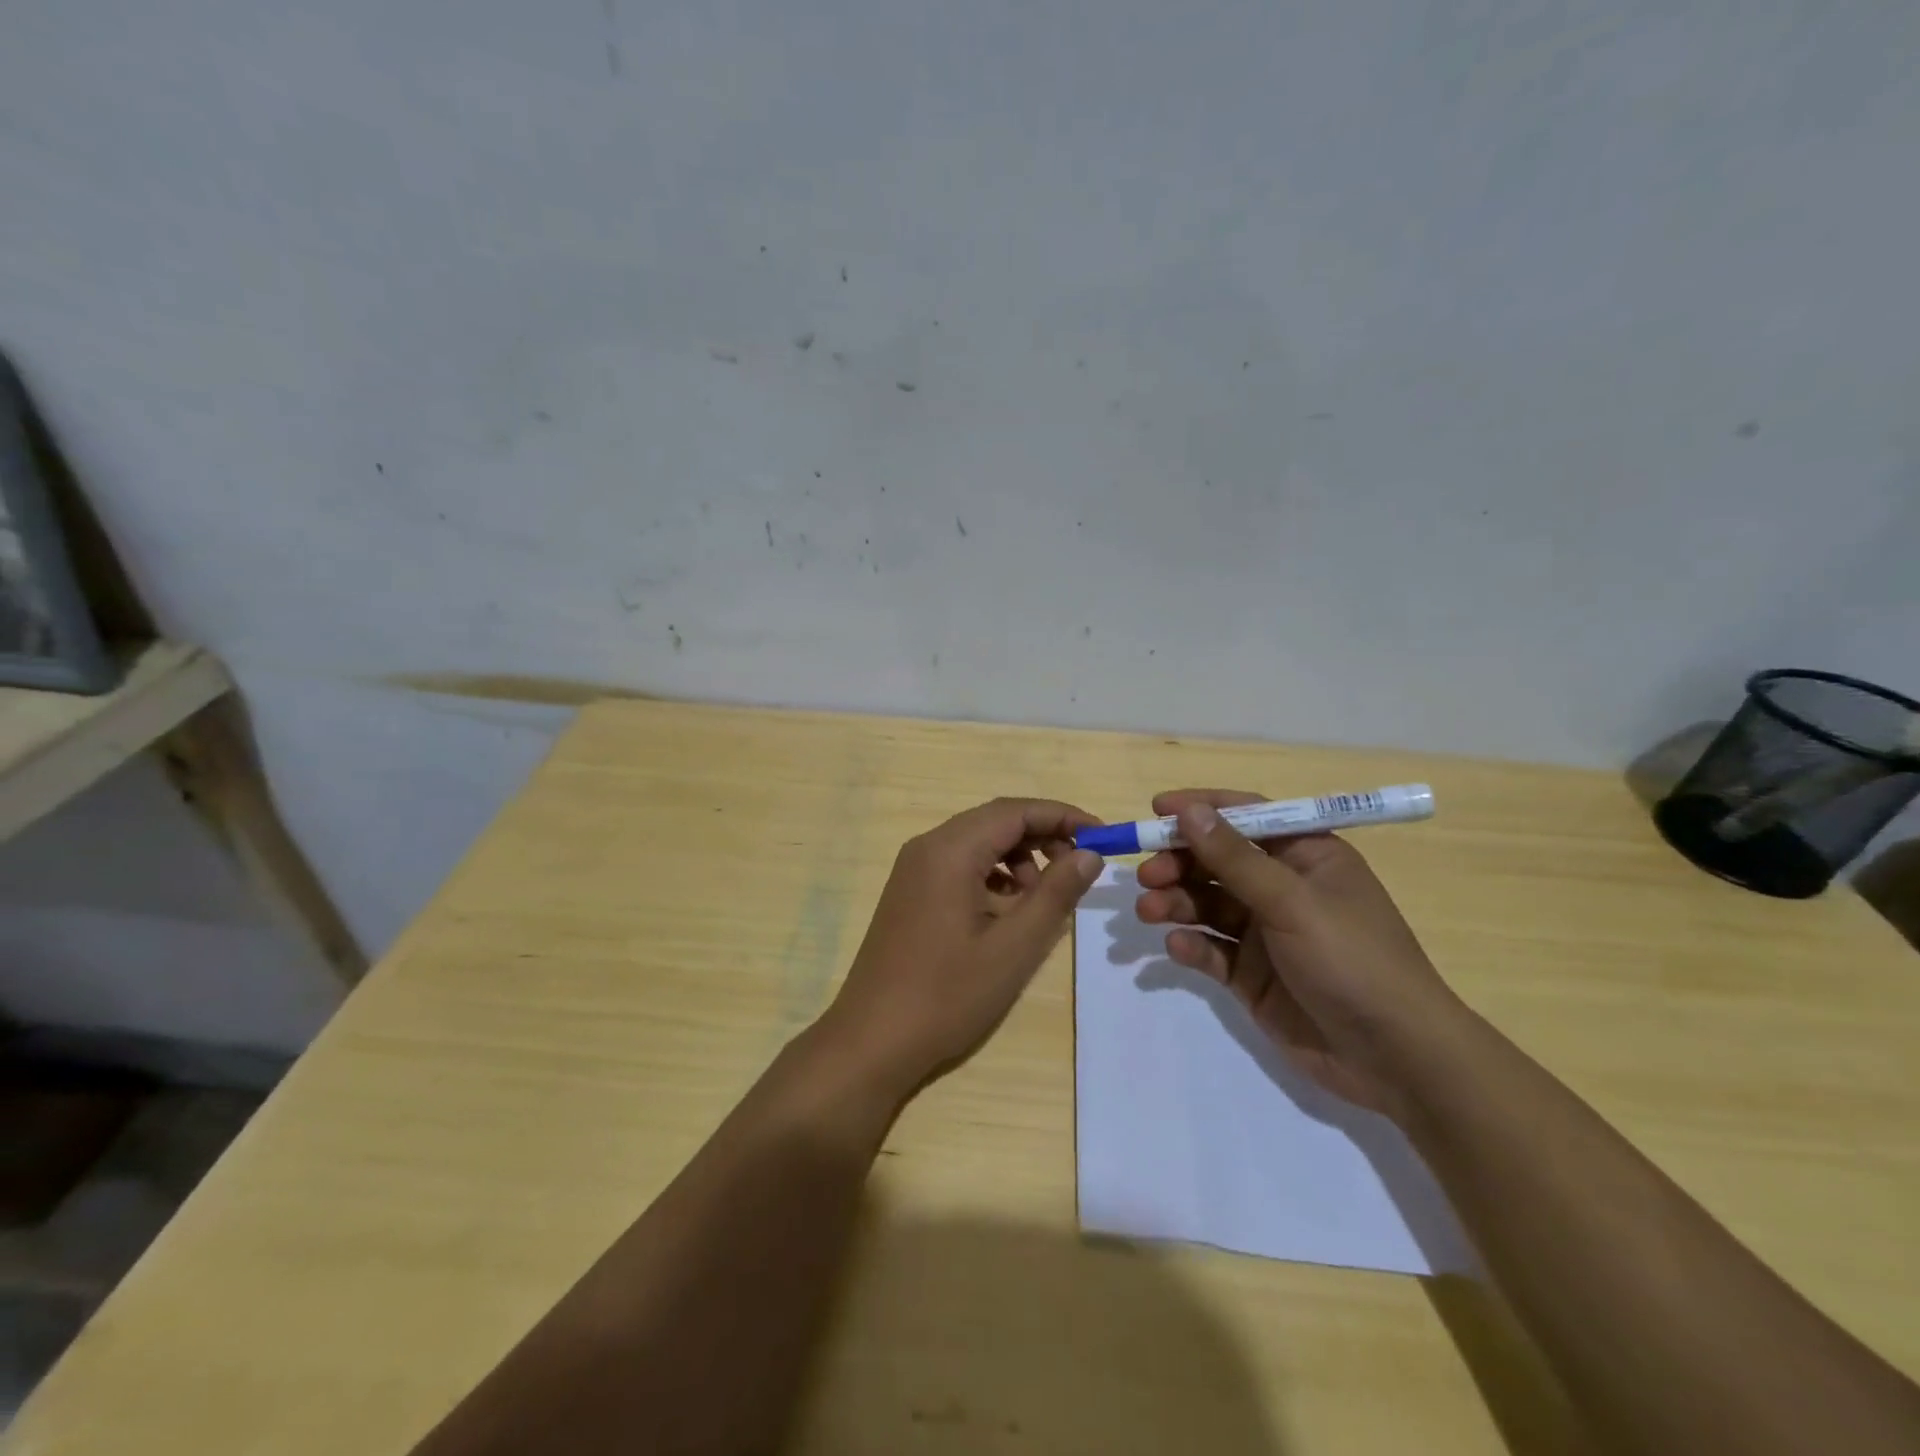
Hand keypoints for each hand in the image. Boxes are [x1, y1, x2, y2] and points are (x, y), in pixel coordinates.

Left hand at [822, 798, 1103, 1100]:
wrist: (871, 1040)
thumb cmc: (947, 994)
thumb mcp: (1014, 947)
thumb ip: (1055, 894)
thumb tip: (1089, 855)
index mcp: (950, 850)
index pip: (1015, 811)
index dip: (1062, 817)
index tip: (1102, 837)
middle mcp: (927, 847)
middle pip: (995, 821)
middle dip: (1042, 837)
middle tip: (1079, 869)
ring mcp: (913, 869)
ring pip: (977, 843)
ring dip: (1017, 859)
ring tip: (1042, 901)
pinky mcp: (910, 892)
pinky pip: (959, 866)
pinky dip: (992, 877)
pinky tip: (1007, 914)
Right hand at [1135, 789, 1467, 1121]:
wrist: (1395, 1058)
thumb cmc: (1352, 959)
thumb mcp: (1292, 901)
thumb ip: (1234, 858)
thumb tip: (1189, 811)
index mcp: (1306, 856)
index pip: (1247, 816)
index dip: (1202, 810)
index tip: (1157, 809)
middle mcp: (1283, 888)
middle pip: (1217, 861)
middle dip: (1179, 863)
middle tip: (1146, 875)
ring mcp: (1266, 933)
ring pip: (1207, 905)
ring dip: (1176, 903)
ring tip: (1150, 911)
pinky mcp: (1252, 975)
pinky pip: (1212, 949)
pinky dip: (1191, 946)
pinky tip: (1179, 949)